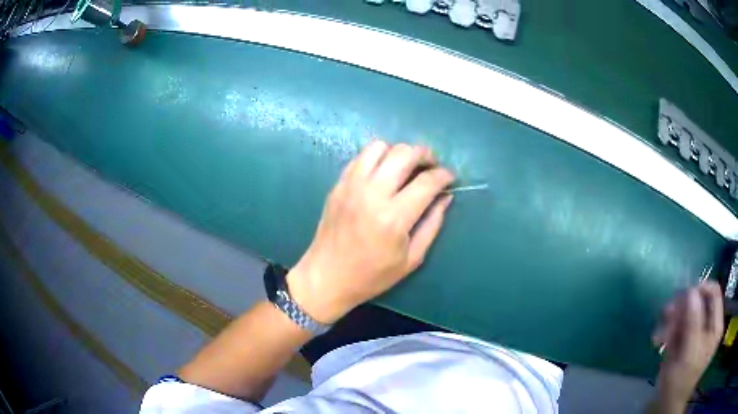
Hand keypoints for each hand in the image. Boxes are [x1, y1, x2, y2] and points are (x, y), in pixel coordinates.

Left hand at [286, 141, 454, 323]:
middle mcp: (372, 194)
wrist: (327, 277)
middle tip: (432, 166)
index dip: (444, 175)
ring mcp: (351, 186)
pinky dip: (378, 157)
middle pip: (404, 154)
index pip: (426, 182)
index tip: (451, 177)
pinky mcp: (338, 185)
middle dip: (425, 154)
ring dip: (399, 151)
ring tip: (407, 167)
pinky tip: (383, 172)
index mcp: (393, 218)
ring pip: (380, 147)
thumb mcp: (411, 259)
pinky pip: (361, 157)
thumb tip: (446, 197)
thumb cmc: (371, 276)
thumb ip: (432, 224)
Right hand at [650, 281, 723, 412]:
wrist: (669, 402)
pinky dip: (669, 330)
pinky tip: (658, 339)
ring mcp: (699, 332)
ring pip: (687, 313)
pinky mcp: (688, 338)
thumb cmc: (681, 381)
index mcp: (716, 326)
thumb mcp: (689, 353)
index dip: (701, 288)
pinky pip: (680, 325)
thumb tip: (691, 290)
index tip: (684, 294)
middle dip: (681, 308)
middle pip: (699, 302)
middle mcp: (710, 325)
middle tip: (666, 314)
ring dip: (672, 320)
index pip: (714, 293)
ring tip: (659, 335)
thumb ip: (694, 322)